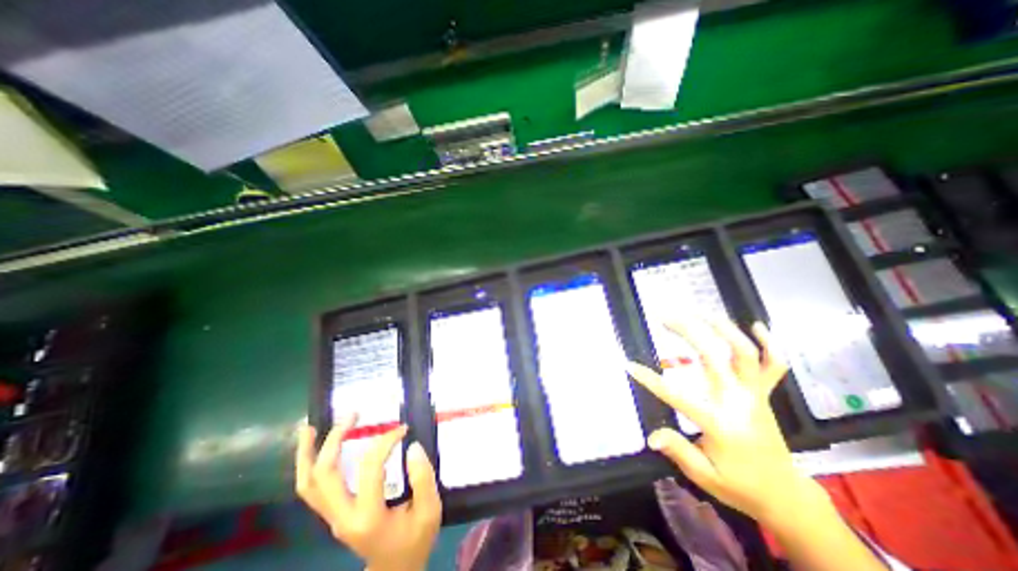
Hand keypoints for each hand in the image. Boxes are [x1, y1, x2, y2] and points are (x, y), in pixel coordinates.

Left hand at [295, 415, 438, 570]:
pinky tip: (315, 449)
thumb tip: (412, 446)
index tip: (402, 429)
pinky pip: (313, 489)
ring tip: (309, 429)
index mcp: (368, 517)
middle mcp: (343, 517)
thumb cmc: (415, 539)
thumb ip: (423, 478)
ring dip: (307, 455)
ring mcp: (332, 518)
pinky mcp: (333, 514)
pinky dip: (310, 466)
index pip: (370, 468)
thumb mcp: (430, 510)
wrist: (396, 569)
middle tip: (351, 415)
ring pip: (308, 485)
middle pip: (324, 476)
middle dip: (334, 441)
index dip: (385, 441)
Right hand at [629, 318, 825, 523]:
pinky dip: (770, 343)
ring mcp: (755, 394)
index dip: (650, 379)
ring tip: (698, 311)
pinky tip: (757, 325)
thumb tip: (651, 436)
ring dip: (721, 327)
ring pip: (744, 353)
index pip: (677, 395)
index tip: (629, 365)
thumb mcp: (705, 476)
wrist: (785, 495)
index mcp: (720, 423)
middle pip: (712, 356)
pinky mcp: (765, 394)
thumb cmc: (740, 486)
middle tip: (664, 316)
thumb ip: (678, 451)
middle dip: (686, 331)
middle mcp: (739, 401)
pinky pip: (775, 365)